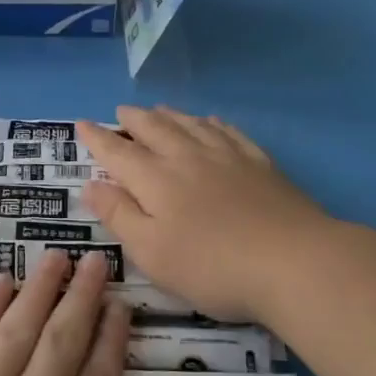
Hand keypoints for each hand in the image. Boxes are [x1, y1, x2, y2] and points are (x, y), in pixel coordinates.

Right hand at [78, 106, 332, 324]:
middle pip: (155, 128)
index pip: (118, 152)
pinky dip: (211, 123)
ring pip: (191, 124)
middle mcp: (187, 157)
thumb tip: (91, 184)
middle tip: (121, 111)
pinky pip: (228, 131)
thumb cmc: (212, 266)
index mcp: (156, 179)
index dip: (97, 139)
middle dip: (133, 119)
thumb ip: (119, 214)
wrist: (293, 262)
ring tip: (158, 109)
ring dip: (169, 114)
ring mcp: (227, 156)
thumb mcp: (151, 251)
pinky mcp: (260, 164)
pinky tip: (210, 121)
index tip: (81, 124)